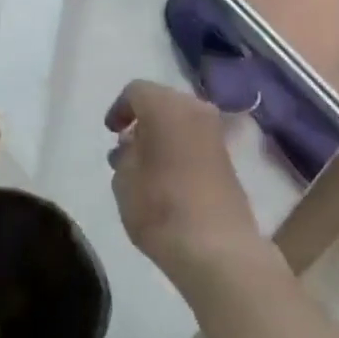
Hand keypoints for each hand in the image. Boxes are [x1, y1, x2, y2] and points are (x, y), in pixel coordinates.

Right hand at [105, 81, 278, 295]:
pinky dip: (180, 147)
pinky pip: (196, 139)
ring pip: (182, 120)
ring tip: (145, 165)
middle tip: (126, 147)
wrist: (216, 247)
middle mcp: (196, 109)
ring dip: (162, 134)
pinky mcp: (228, 157)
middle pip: (162, 102)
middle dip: (142, 120)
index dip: (119, 108)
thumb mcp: (124, 180)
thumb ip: (124, 154)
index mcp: (167, 106)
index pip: (136, 91)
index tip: (111, 133)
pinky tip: (168, 176)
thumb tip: (132, 145)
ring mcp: (216, 133)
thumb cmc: (160, 207)